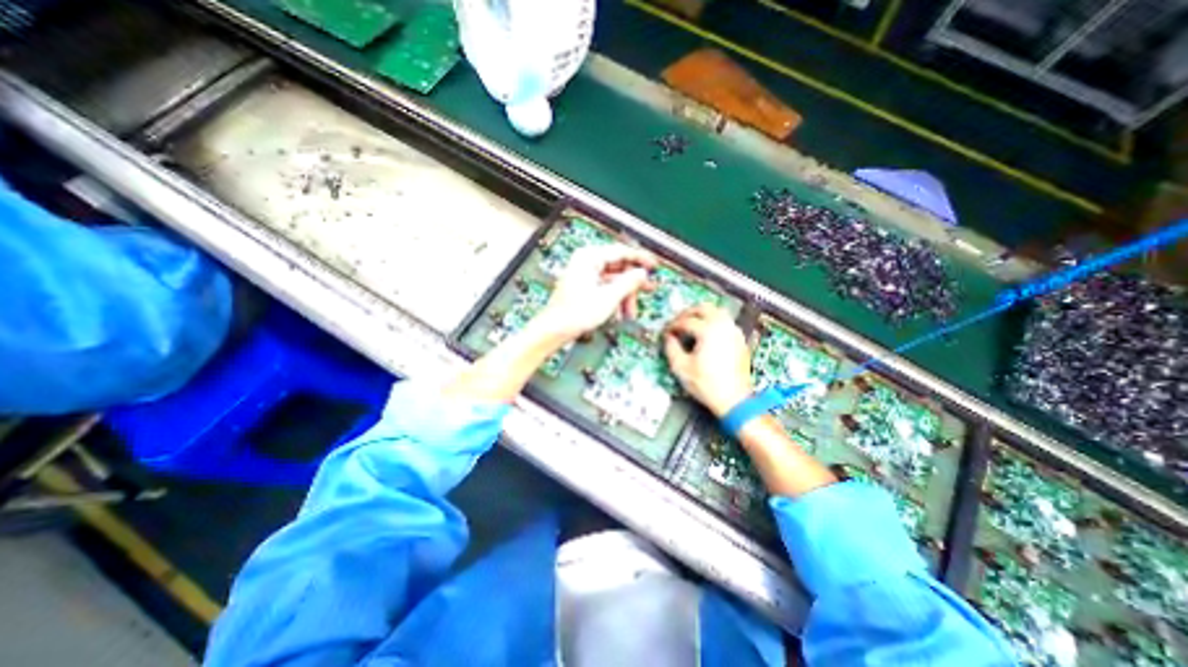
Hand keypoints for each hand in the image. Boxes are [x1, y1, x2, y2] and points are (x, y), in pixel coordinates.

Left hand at [537, 243, 657, 341]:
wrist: (555, 329)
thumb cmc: (574, 313)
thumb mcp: (609, 297)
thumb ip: (628, 282)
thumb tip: (641, 274)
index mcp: (589, 257)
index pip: (621, 251)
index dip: (640, 259)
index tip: (653, 265)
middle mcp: (586, 262)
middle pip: (618, 267)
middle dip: (631, 284)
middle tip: (646, 289)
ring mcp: (584, 274)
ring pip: (612, 280)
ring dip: (624, 295)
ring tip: (630, 311)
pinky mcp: (583, 286)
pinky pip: (604, 287)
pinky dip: (614, 298)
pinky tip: (618, 312)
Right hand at [660, 304, 750, 416]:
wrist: (734, 399)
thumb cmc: (705, 384)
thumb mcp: (681, 368)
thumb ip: (671, 348)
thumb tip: (668, 337)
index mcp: (708, 331)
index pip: (686, 321)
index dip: (673, 325)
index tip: (665, 333)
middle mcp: (723, 325)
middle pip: (703, 308)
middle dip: (687, 313)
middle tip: (677, 323)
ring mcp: (734, 331)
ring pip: (717, 311)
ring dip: (702, 314)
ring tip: (691, 325)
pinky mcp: (740, 339)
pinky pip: (725, 321)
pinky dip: (713, 321)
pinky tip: (706, 334)